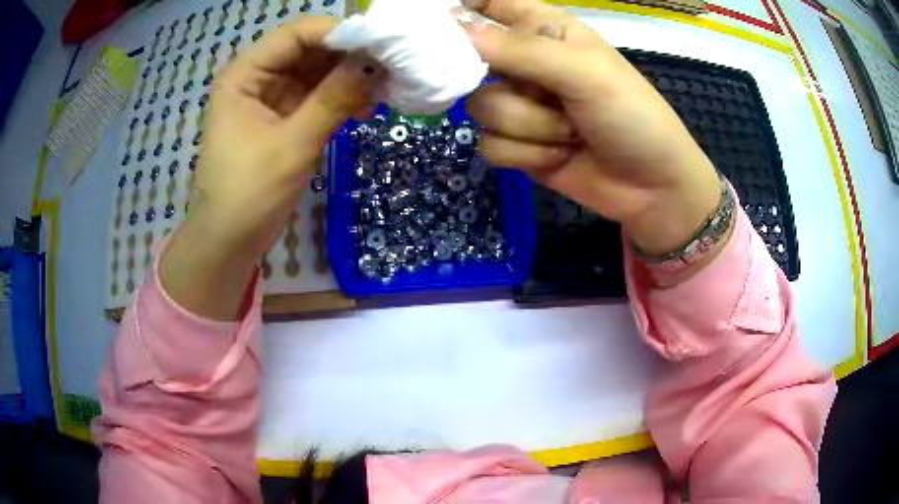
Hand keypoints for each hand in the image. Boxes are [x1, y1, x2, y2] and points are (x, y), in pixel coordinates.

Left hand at [160, 17, 383, 319]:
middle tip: (391, 67)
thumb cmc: (248, 194)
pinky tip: (366, 107)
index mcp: (244, 75)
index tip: (380, 44)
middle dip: (349, 56)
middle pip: (309, 50)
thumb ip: (333, 99)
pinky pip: (316, 96)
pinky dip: (340, 99)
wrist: (229, 242)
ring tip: (384, 89)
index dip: (337, 33)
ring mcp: (270, 97)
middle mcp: (256, 77)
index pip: (295, 34)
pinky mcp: (283, 117)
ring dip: (349, 78)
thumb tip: (376, 63)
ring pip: (316, 72)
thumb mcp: (292, 144)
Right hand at [460, 0, 722, 256]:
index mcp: (541, 28)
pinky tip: (560, 155)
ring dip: (530, 126)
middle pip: (470, 62)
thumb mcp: (583, 71)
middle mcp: (523, 61)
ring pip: (480, 108)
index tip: (437, 30)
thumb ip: (518, 49)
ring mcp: (518, 103)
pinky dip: (526, 154)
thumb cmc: (631, 114)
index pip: (485, 4)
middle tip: (546, 94)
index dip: (458, 12)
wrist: (651, 188)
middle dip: (512, 87)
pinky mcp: (516, 143)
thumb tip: (453, 31)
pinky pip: (489, 144)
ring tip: (571, 132)